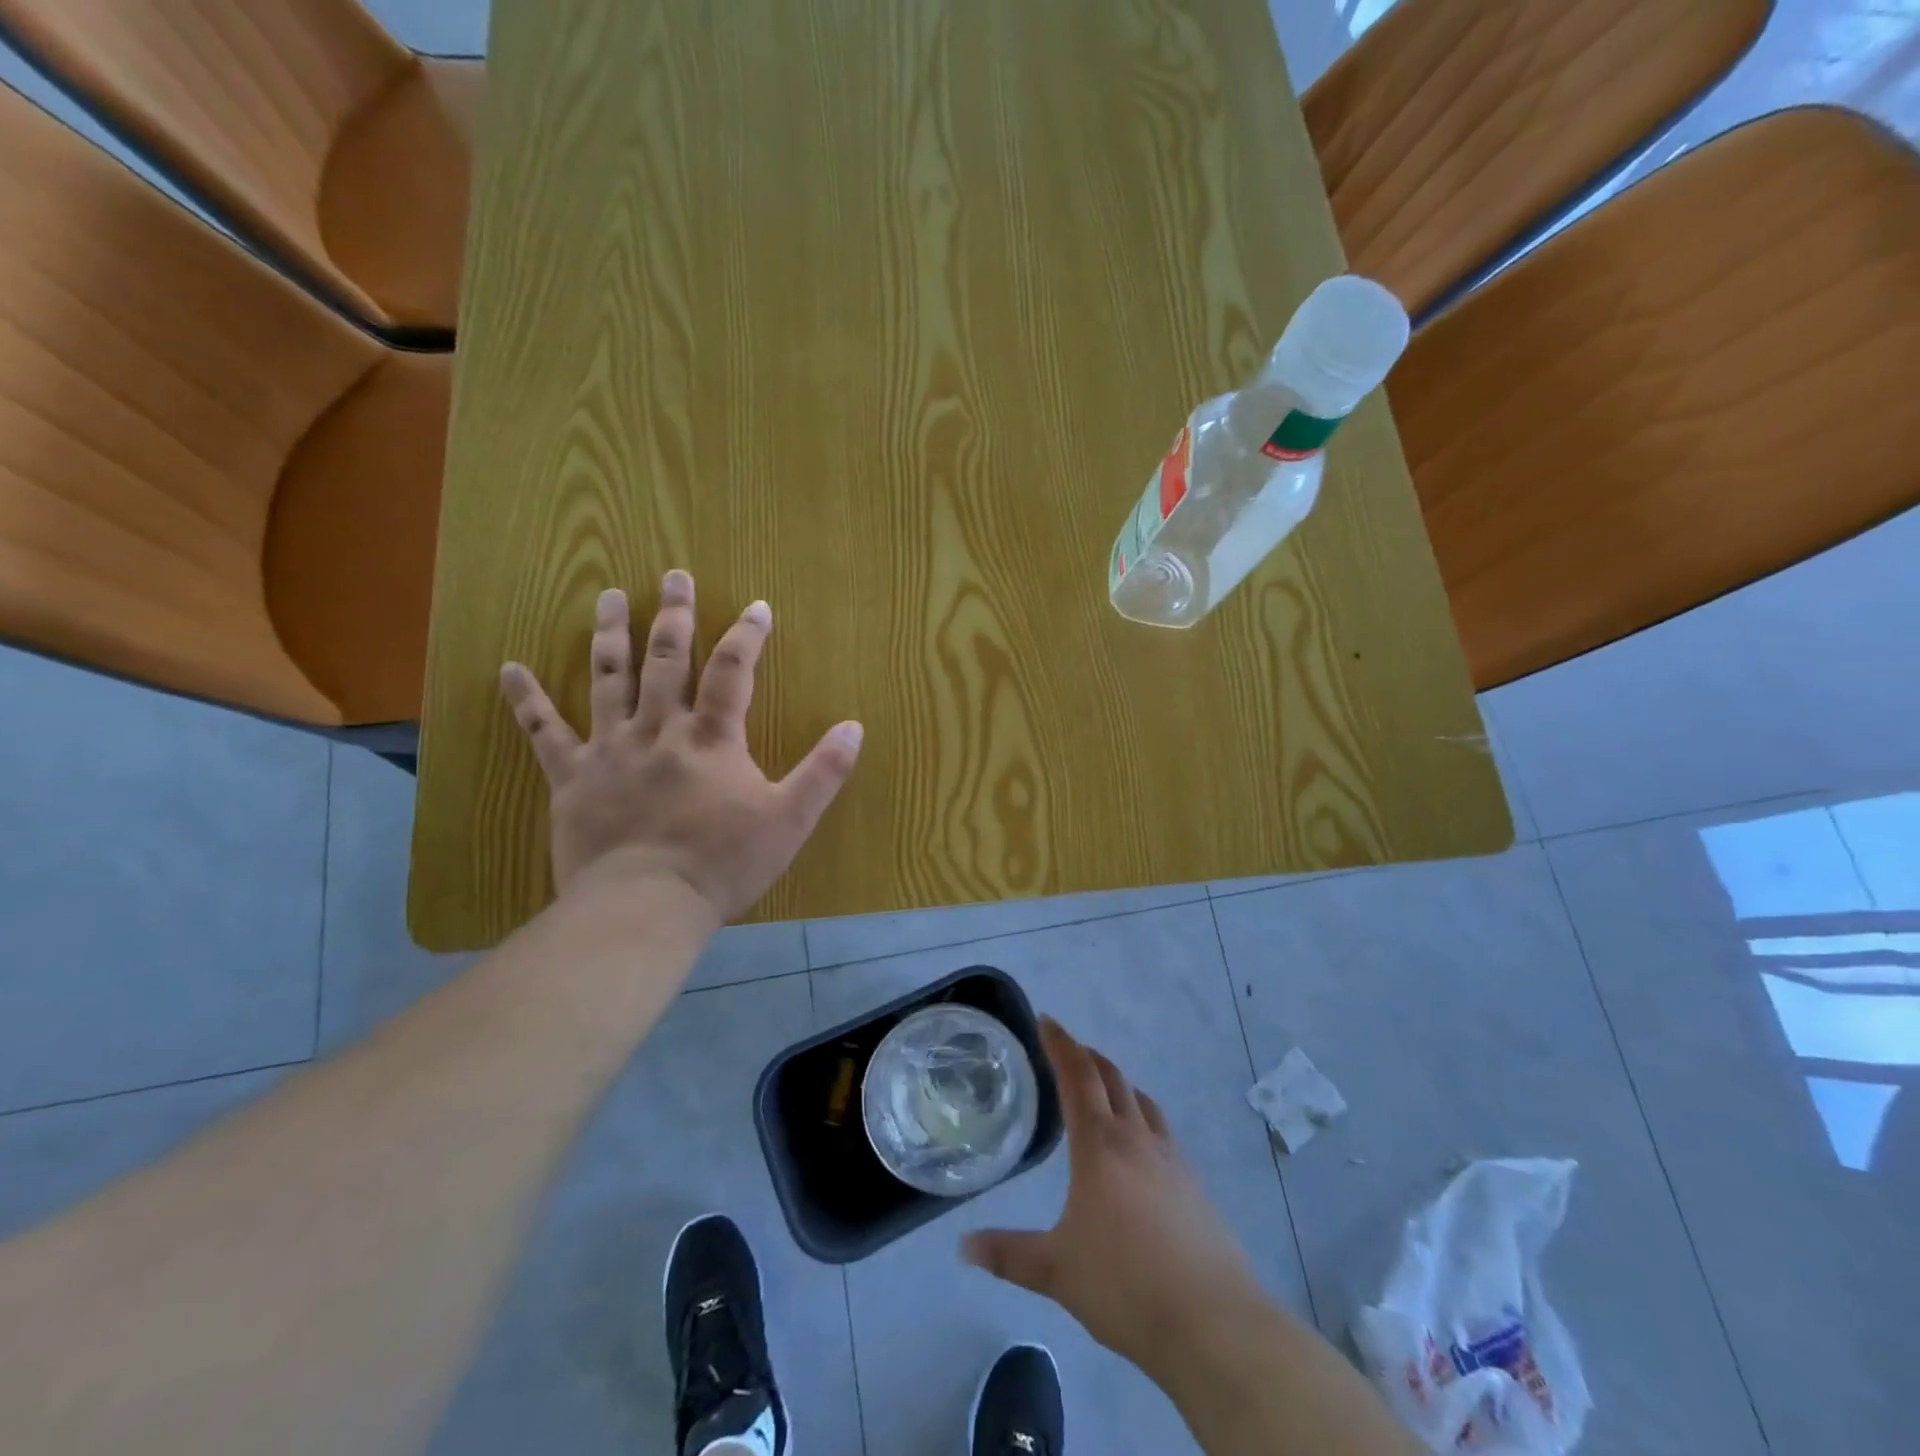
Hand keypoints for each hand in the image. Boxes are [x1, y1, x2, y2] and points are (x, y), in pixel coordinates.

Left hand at [498, 571, 863, 920]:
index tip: (757, 607)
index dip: (747, 635)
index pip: (732, 671)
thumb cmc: (722, 864)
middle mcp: (658, 730)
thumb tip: (854, 727)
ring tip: (609, 594)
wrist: (644, 906)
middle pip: (667, 660)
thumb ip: (823, 772)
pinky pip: (544, 732)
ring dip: (610, 633)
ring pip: (608, 678)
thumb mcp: (789, 820)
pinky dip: (526, 699)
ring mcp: (610, 750)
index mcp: (711, 738)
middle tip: (674, 575)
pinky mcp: (571, 778)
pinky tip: (510, 668)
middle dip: (675, 615)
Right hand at [963, 1019, 1264, 1378]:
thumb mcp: (1056, 1271)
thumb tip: (963, 1246)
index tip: (1046, 1020)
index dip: (1060, 1043)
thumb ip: (1009, 1254)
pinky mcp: (1195, 1184)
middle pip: (1112, 1078)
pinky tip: (1139, 1149)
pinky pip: (1162, 1131)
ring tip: (1102, 1091)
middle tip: (1068, 1049)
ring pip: (1142, 1101)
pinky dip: (1142, 1118)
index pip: (1077, 1075)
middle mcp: (1137, 1138)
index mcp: (1100, 1145)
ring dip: (1118, 1084)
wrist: (1213, 1322)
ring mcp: (1172, 1158)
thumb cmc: (1125, 1286)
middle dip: (1088, 1056)